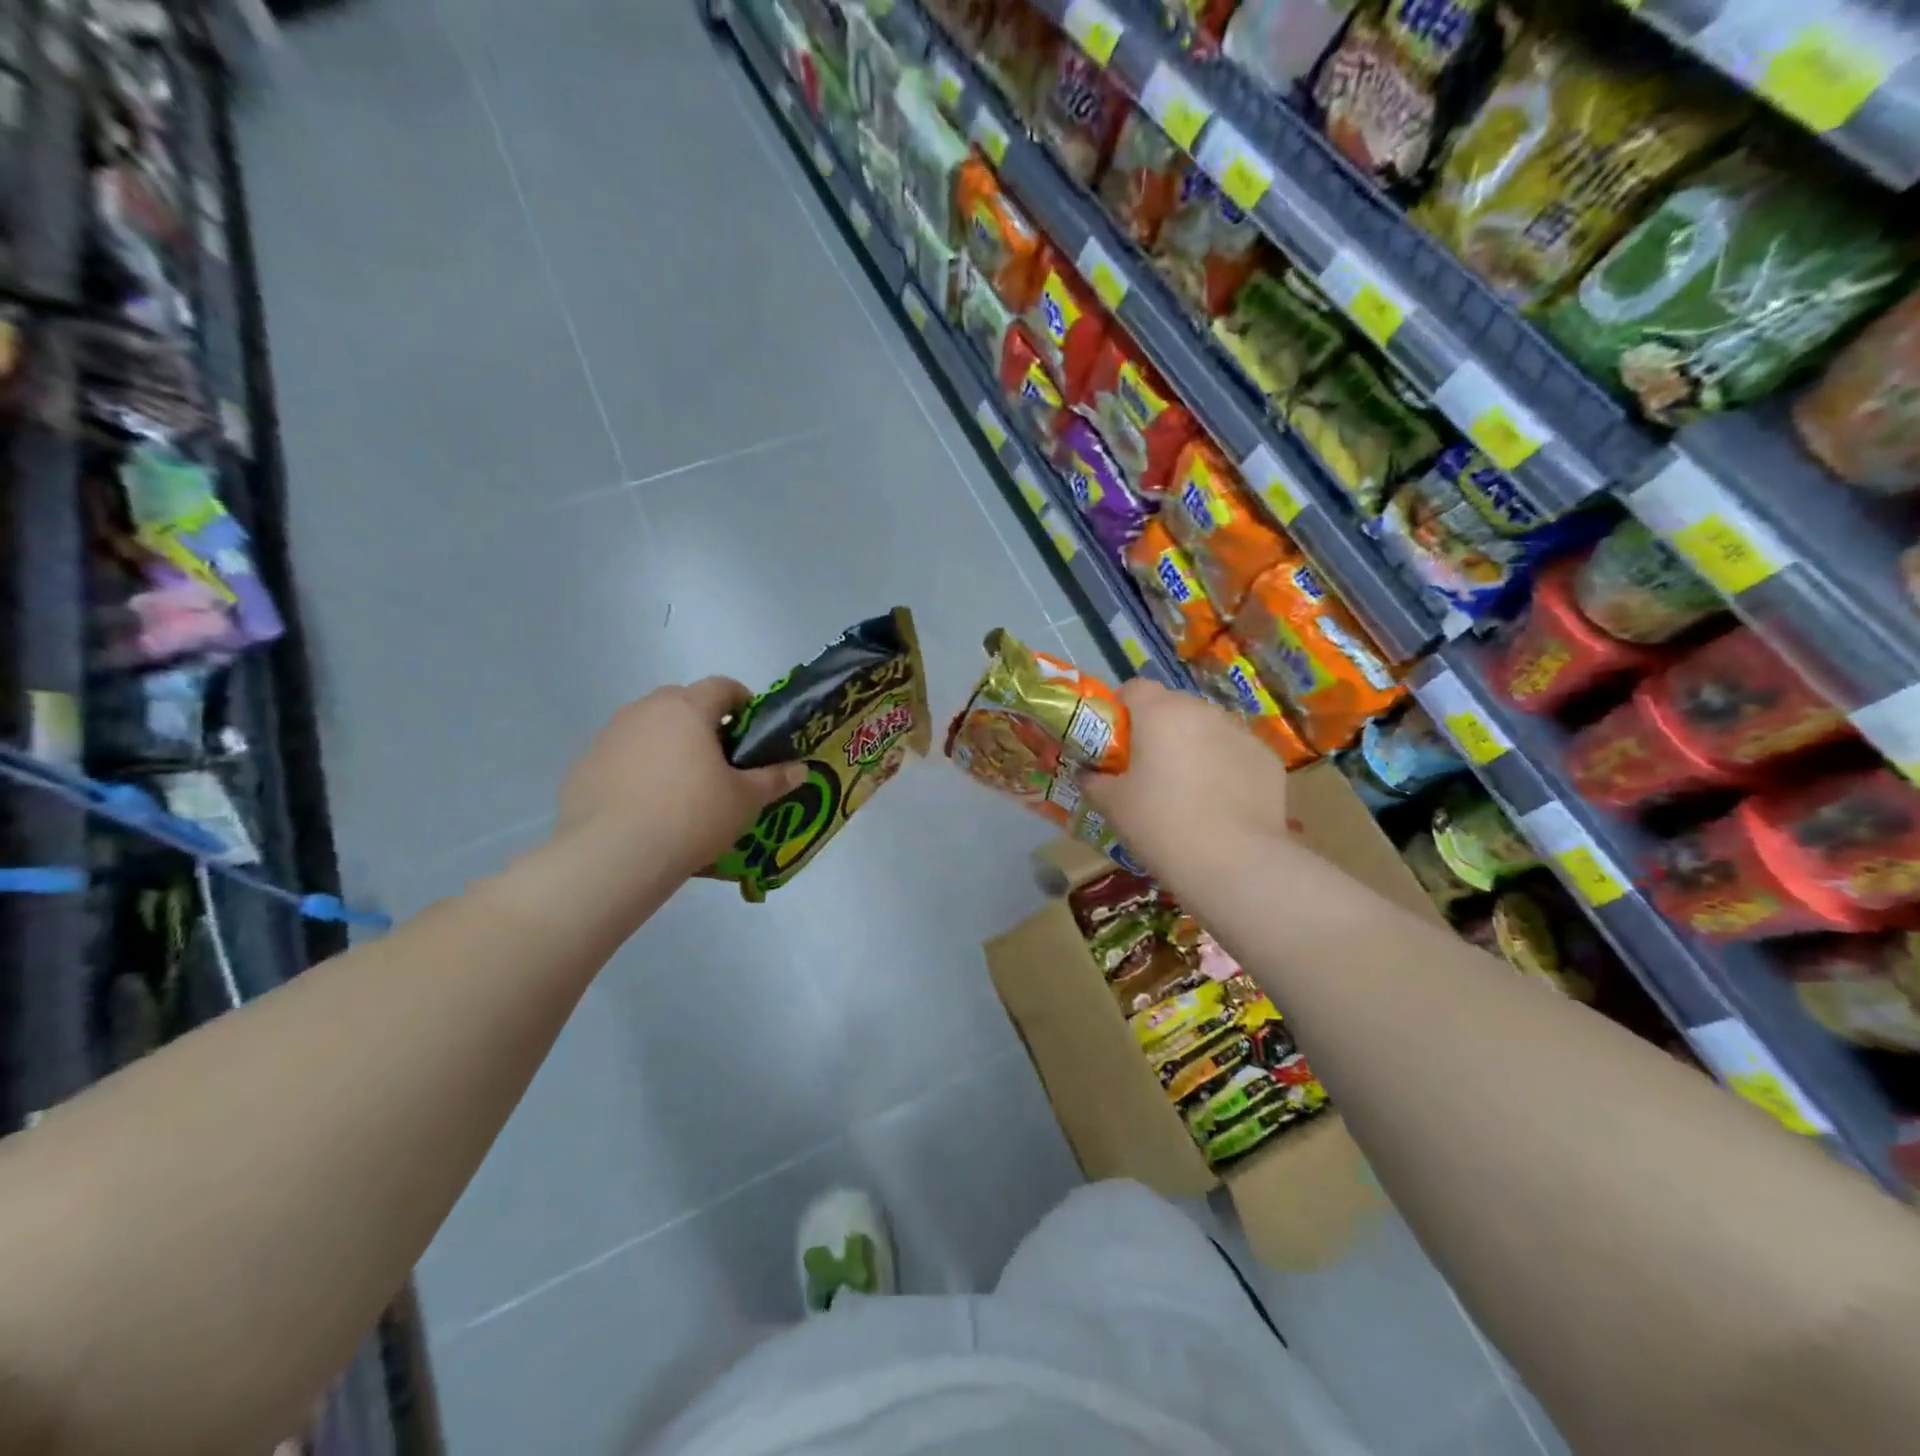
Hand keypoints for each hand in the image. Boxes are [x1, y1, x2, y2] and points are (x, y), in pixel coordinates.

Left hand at [556, 678, 805, 877]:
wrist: (613, 856)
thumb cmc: (692, 816)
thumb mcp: (745, 801)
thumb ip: (774, 779)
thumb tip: (801, 769)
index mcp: (687, 708)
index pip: (722, 686)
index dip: (743, 701)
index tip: (753, 728)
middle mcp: (644, 710)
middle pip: (681, 704)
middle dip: (702, 725)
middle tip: (719, 762)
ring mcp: (608, 737)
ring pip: (647, 730)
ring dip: (667, 747)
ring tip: (681, 789)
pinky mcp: (582, 767)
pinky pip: (620, 759)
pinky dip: (636, 772)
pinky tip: (646, 808)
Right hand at [1084, 680, 1291, 874]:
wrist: (1235, 863)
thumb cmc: (1161, 824)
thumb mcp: (1112, 805)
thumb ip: (1094, 780)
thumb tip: (1087, 773)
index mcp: (1160, 712)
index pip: (1134, 688)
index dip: (1121, 711)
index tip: (1115, 743)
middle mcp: (1203, 711)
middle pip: (1173, 707)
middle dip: (1159, 730)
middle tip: (1148, 769)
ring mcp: (1241, 733)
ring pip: (1207, 729)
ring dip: (1194, 746)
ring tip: (1187, 789)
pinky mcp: (1268, 759)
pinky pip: (1235, 753)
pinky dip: (1224, 767)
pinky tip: (1220, 803)